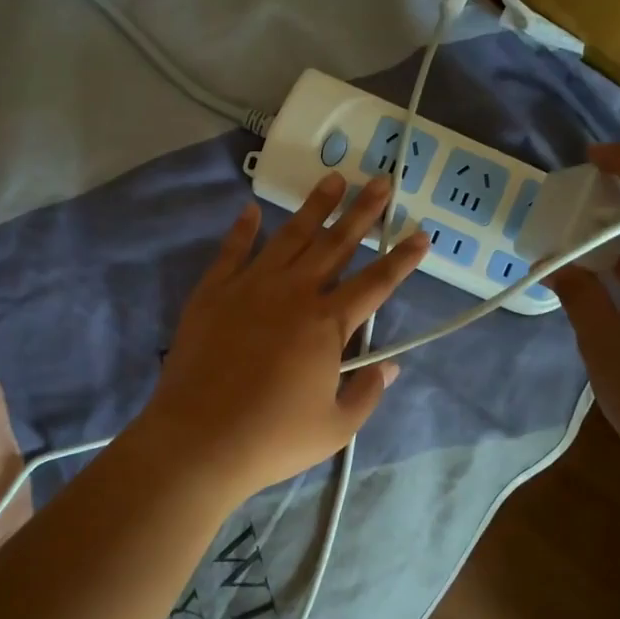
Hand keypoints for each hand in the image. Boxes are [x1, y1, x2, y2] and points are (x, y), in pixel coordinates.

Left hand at [131, 172, 429, 504]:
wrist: (199, 439)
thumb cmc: (273, 438)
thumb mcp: (335, 427)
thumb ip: (367, 393)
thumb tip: (391, 367)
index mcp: (327, 324)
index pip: (375, 282)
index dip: (401, 258)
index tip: (420, 233)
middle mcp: (293, 293)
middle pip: (335, 244)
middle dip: (362, 212)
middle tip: (381, 181)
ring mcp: (250, 287)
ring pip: (289, 236)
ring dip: (314, 207)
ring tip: (333, 179)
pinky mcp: (214, 293)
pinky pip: (232, 252)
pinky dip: (243, 229)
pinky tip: (251, 209)